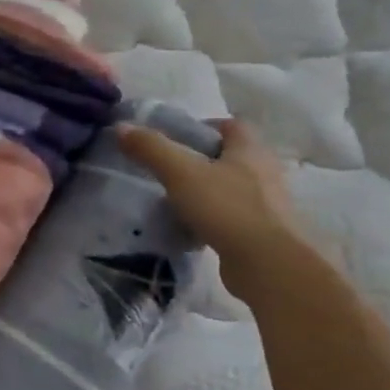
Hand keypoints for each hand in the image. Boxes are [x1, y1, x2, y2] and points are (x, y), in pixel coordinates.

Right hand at [120, 117, 307, 298]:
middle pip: (231, 156)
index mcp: (250, 150)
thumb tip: (122, 127)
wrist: (267, 264)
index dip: (203, 127)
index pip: (231, 125)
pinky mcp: (264, 232)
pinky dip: (214, 217)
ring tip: (176, 199)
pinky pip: (234, 215)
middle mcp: (265, 171)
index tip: (175, 139)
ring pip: (232, 187)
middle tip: (170, 169)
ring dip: (208, 190)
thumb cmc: (226, 207)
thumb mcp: (179, 172)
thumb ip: (151, 148)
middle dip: (202, 160)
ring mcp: (268, 204)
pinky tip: (192, 227)